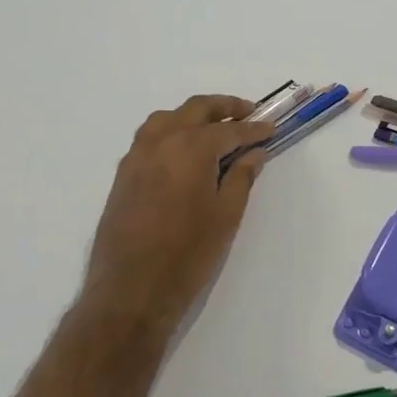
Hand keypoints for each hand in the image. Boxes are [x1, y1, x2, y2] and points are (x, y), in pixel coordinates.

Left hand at [84, 95, 273, 326]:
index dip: (254, 129)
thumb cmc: (188, 253)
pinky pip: (150, 137)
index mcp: (192, 147)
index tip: (272, 128)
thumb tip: (254, 153)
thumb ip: (242, 177)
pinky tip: (184, 151)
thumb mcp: (226, 215)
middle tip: (248, 113)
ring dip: (194, 115)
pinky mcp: (124, 173)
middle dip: (225, 108)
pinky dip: (172, 131)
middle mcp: (162, 140)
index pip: (231, 130)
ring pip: (168, 118)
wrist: (130, 289)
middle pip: (197, 109)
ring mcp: (138, 155)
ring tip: (215, 128)